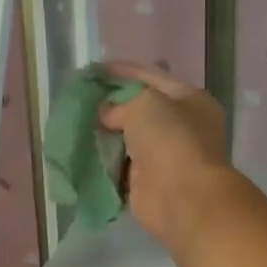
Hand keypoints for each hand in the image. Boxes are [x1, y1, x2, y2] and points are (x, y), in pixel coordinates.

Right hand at [97, 62, 232, 255]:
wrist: (181, 196)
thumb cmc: (170, 139)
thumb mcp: (144, 103)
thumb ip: (121, 103)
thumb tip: (106, 114)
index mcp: (191, 101)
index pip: (154, 77)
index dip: (124, 71)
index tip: (95, 70)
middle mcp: (182, 127)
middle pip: (140, 109)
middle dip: (112, 104)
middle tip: (81, 97)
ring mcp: (165, 156)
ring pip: (128, 138)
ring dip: (105, 133)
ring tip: (75, 121)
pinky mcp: (147, 181)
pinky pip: (120, 165)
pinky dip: (103, 160)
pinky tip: (81, 149)